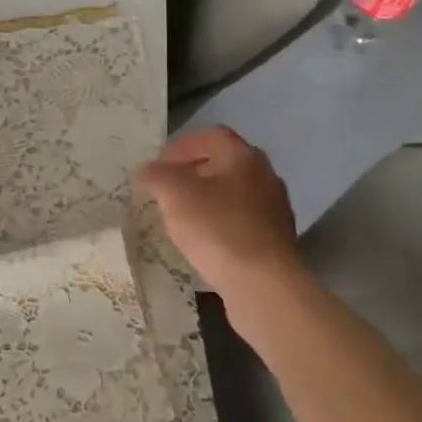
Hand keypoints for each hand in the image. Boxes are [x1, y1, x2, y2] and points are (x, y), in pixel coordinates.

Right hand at [137, 127, 303, 301]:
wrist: (264, 286)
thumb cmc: (218, 229)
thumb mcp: (175, 197)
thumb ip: (157, 177)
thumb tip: (147, 170)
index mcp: (244, 157)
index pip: (211, 136)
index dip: (181, 145)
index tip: (158, 165)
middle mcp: (265, 176)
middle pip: (224, 163)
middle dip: (192, 172)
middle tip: (166, 189)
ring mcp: (273, 210)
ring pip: (233, 193)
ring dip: (206, 199)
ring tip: (180, 217)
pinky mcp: (274, 240)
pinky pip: (240, 221)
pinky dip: (219, 223)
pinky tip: (203, 241)